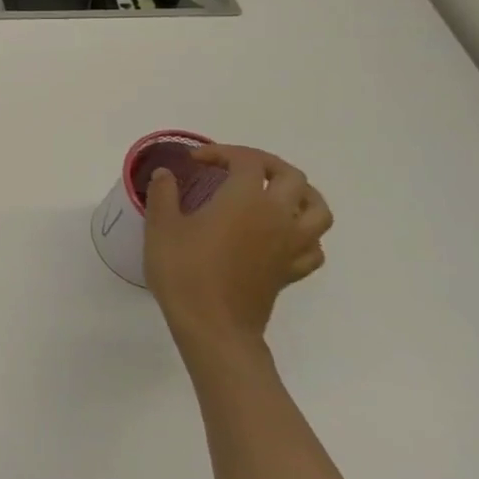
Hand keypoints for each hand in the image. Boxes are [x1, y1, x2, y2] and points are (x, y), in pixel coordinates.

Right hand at [143, 144, 332, 352]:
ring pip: (317, 208)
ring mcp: (292, 244)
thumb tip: (166, 174)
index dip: (221, 153)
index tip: (195, 161)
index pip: (245, 161)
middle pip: (291, 176)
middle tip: (235, 167)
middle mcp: (278, 215)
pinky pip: (315, 244)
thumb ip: (164, 194)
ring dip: (299, 193)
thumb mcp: (161, 227)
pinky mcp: (294, 270)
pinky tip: (283, 233)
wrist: (213, 325)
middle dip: (264, 164)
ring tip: (274, 192)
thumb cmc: (184, 271)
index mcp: (245, 199)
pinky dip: (304, 231)